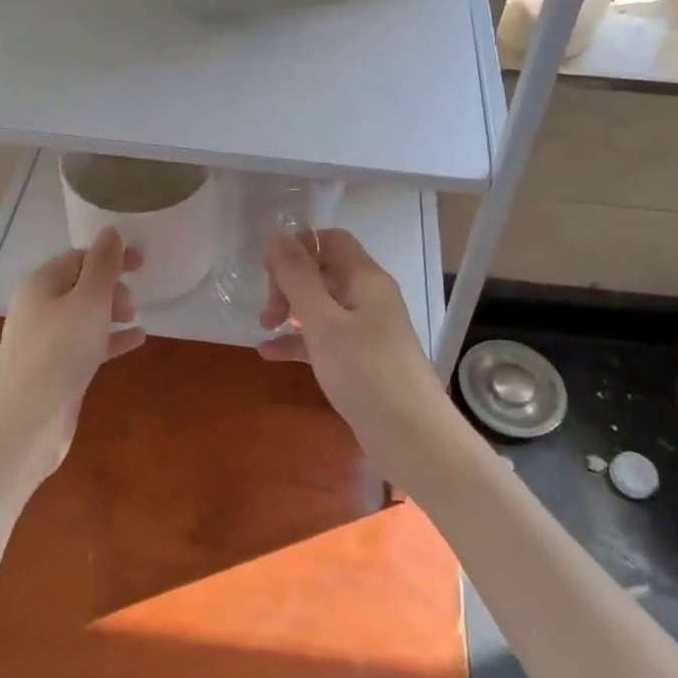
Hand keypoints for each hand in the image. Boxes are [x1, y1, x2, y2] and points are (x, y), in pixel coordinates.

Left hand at [0, 228, 144, 476]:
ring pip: (83, 316)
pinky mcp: (55, 371)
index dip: (110, 257)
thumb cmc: (59, 351)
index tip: (142, 264)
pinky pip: (86, 345)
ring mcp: (45, 342)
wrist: (25, 422)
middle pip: (79, 285)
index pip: (78, 258)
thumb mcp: (88, 301)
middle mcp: (39, 309)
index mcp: (41, 284)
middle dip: (109, 286)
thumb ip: (103, 266)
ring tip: (135, 316)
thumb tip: (110, 232)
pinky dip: (110, 339)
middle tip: (133, 298)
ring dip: (110, 312)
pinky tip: (136, 341)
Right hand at [259, 229, 440, 436]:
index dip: (299, 248)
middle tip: (268, 312)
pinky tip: (271, 355)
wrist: (414, 438)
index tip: (269, 273)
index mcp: (366, 278)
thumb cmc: (366, 373)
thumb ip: (298, 279)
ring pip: (322, 306)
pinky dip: (300, 342)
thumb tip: (278, 239)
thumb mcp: (323, 322)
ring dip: (291, 312)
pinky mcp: (363, 360)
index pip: (331, 241)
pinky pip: (326, 338)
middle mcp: (369, 297)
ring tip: (263, 330)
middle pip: (324, 272)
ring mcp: (368, 330)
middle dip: (289, 284)